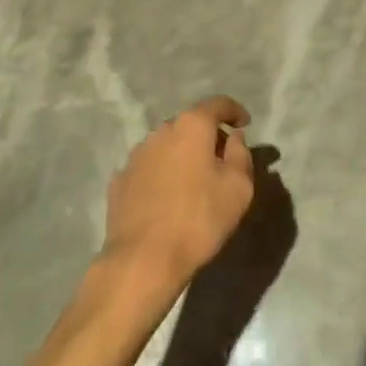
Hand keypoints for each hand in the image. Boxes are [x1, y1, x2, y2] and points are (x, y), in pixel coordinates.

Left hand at [101, 96, 254, 289]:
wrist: (143, 260)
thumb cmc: (198, 220)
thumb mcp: (238, 189)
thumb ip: (241, 154)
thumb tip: (234, 137)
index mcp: (191, 126)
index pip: (217, 104)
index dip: (234, 111)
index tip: (245, 123)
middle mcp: (161, 130)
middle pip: (191, 124)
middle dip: (208, 136)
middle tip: (222, 159)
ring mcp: (137, 154)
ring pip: (167, 145)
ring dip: (183, 155)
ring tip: (193, 181)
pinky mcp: (120, 179)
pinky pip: (149, 168)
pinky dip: (162, 174)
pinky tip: (167, 198)